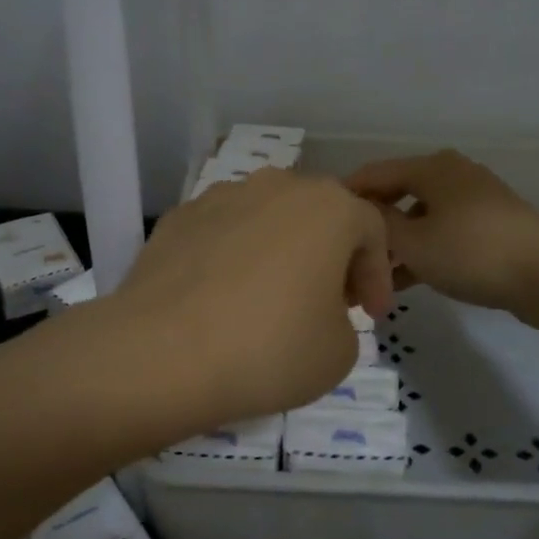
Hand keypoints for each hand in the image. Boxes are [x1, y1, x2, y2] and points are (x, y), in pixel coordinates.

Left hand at [105, 168, 392, 428]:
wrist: (161, 352)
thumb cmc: (269, 348)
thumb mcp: (339, 352)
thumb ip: (344, 321)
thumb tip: (315, 311)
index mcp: (328, 206)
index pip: (372, 230)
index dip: (377, 275)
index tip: (369, 316)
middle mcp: (276, 185)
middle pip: (318, 215)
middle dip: (330, 256)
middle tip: (328, 301)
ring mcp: (221, 196)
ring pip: (268, 218)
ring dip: (280, 251)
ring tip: (271, 298)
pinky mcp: (178, 217)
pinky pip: (223, 233)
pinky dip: (233, 257)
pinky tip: (221, 298)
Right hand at [345, 150, 538, 313]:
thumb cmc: (471, 250)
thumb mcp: (413, 241)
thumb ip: (377, 224)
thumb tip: (356, 212)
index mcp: (430, 166)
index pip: (372, 173)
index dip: (345, 196)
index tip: (321, 224)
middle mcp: (450, 174)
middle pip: (396, 194)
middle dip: (370, 226)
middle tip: (345, 253)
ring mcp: (472, 200)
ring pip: (418, 218)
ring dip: (395, 244)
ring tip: (370, 276)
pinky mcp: (488, 226)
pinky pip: (440, 233)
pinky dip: (421, 252)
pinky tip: (402, 282)